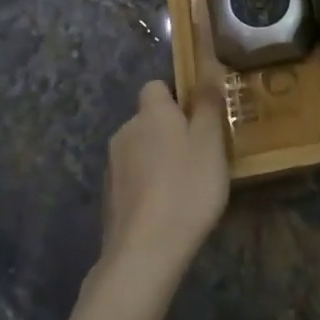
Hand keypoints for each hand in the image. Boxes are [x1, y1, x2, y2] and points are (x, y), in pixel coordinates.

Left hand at [99, 81, 229, 288]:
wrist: (144, 252)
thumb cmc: (187, 188)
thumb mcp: (211, 142)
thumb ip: (208, 104)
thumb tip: (205, 67)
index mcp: (151, 113)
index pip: (156, 86)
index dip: (177, 97)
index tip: (200, 117)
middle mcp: (125, 131)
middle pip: (149, 119)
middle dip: (170, 130)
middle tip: (202, 154)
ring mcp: (113, 166)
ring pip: (140, 149)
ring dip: (159, 159)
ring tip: (186, 185)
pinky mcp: (109, 197)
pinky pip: (133, 177)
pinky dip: (148, 185)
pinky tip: (167, 208)